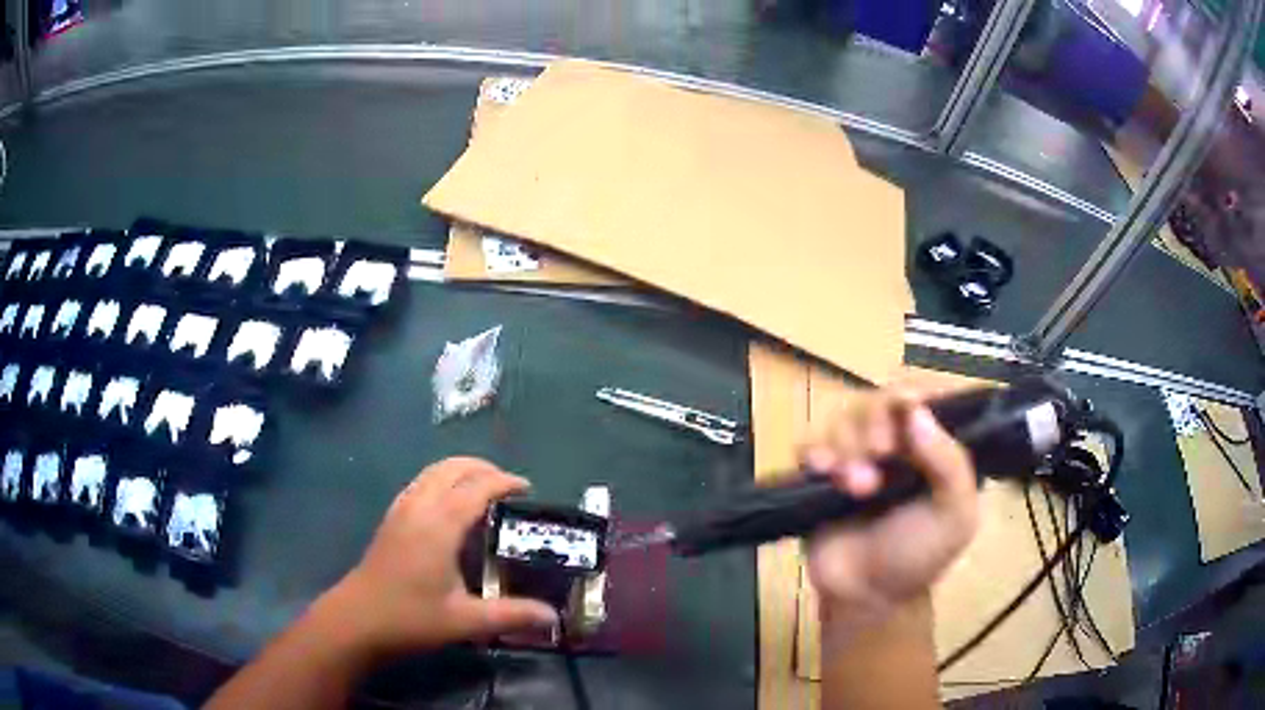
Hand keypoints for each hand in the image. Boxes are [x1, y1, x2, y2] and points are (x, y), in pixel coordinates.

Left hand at [319, 457, 557, 656]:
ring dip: (461, 471)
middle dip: (483, 468)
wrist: (356, 620)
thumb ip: (511, 615)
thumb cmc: (410, 619)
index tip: (528, 490)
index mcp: (439, 525)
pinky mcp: (390, 520)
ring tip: (484, 491)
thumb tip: (553, 616)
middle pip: (453, 468)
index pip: (477, 487)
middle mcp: (419, 507)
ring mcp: (400, 511)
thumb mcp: (465, 621)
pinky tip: (449, 507)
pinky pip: (420, 483)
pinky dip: (442, 481)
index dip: (504, 482)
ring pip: (432, 472)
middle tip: (509, 488)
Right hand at [802, 389, 978, 640]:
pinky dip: (815, 453)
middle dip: (876, 423)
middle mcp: (893, 446)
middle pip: (877, 400)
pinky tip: (825, 474)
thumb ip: (950, 462)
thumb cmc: (919, 557)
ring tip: (857, 488)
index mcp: (930, 449)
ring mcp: (854, 460)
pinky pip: (809, 446)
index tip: (906, 403)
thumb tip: (916, 409)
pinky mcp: (820, 478)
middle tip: (880, 456)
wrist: (868, 597)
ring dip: (848, 447)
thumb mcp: (956, 515)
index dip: (912, 392)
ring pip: (842, 419)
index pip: (922, 397)